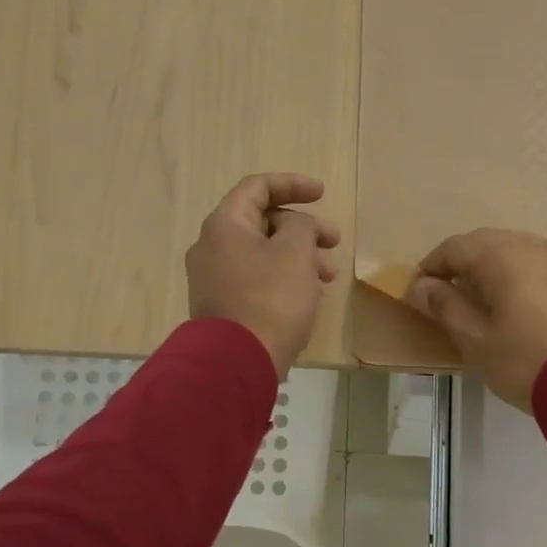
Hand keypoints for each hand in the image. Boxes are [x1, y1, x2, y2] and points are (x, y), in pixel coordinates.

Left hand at [186, 173, 339, 375]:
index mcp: (225, 225)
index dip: (292, 184)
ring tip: (328, 277)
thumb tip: (294, 226)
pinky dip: (284, 278)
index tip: (322, 194)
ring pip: (263, 254)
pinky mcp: (223, 306)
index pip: (257, 188)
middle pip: (262, 222)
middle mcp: (212, 246)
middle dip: (303, 228)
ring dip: (299, 257)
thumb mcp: (295, 252)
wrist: (237, 362)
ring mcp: (214, 279)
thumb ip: (301, 225)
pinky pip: (257, 280)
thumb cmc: (270, 299)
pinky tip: (309, 297)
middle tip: (334, 241)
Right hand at [407, 230, 546, 411]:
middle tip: (445, 296)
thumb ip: (445, 306)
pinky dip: (513, 275)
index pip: (454, 248)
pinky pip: (533, 264)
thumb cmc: (525, 360)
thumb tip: (421, 286)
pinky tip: (511, 303)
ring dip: (487, 268)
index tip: (418, 294)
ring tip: (477, 300)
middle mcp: (530, 246)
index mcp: (501, 256)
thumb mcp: (475, 339)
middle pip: (483, 243)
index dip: (431, 267)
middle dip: (459, 264)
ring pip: (511, 250)